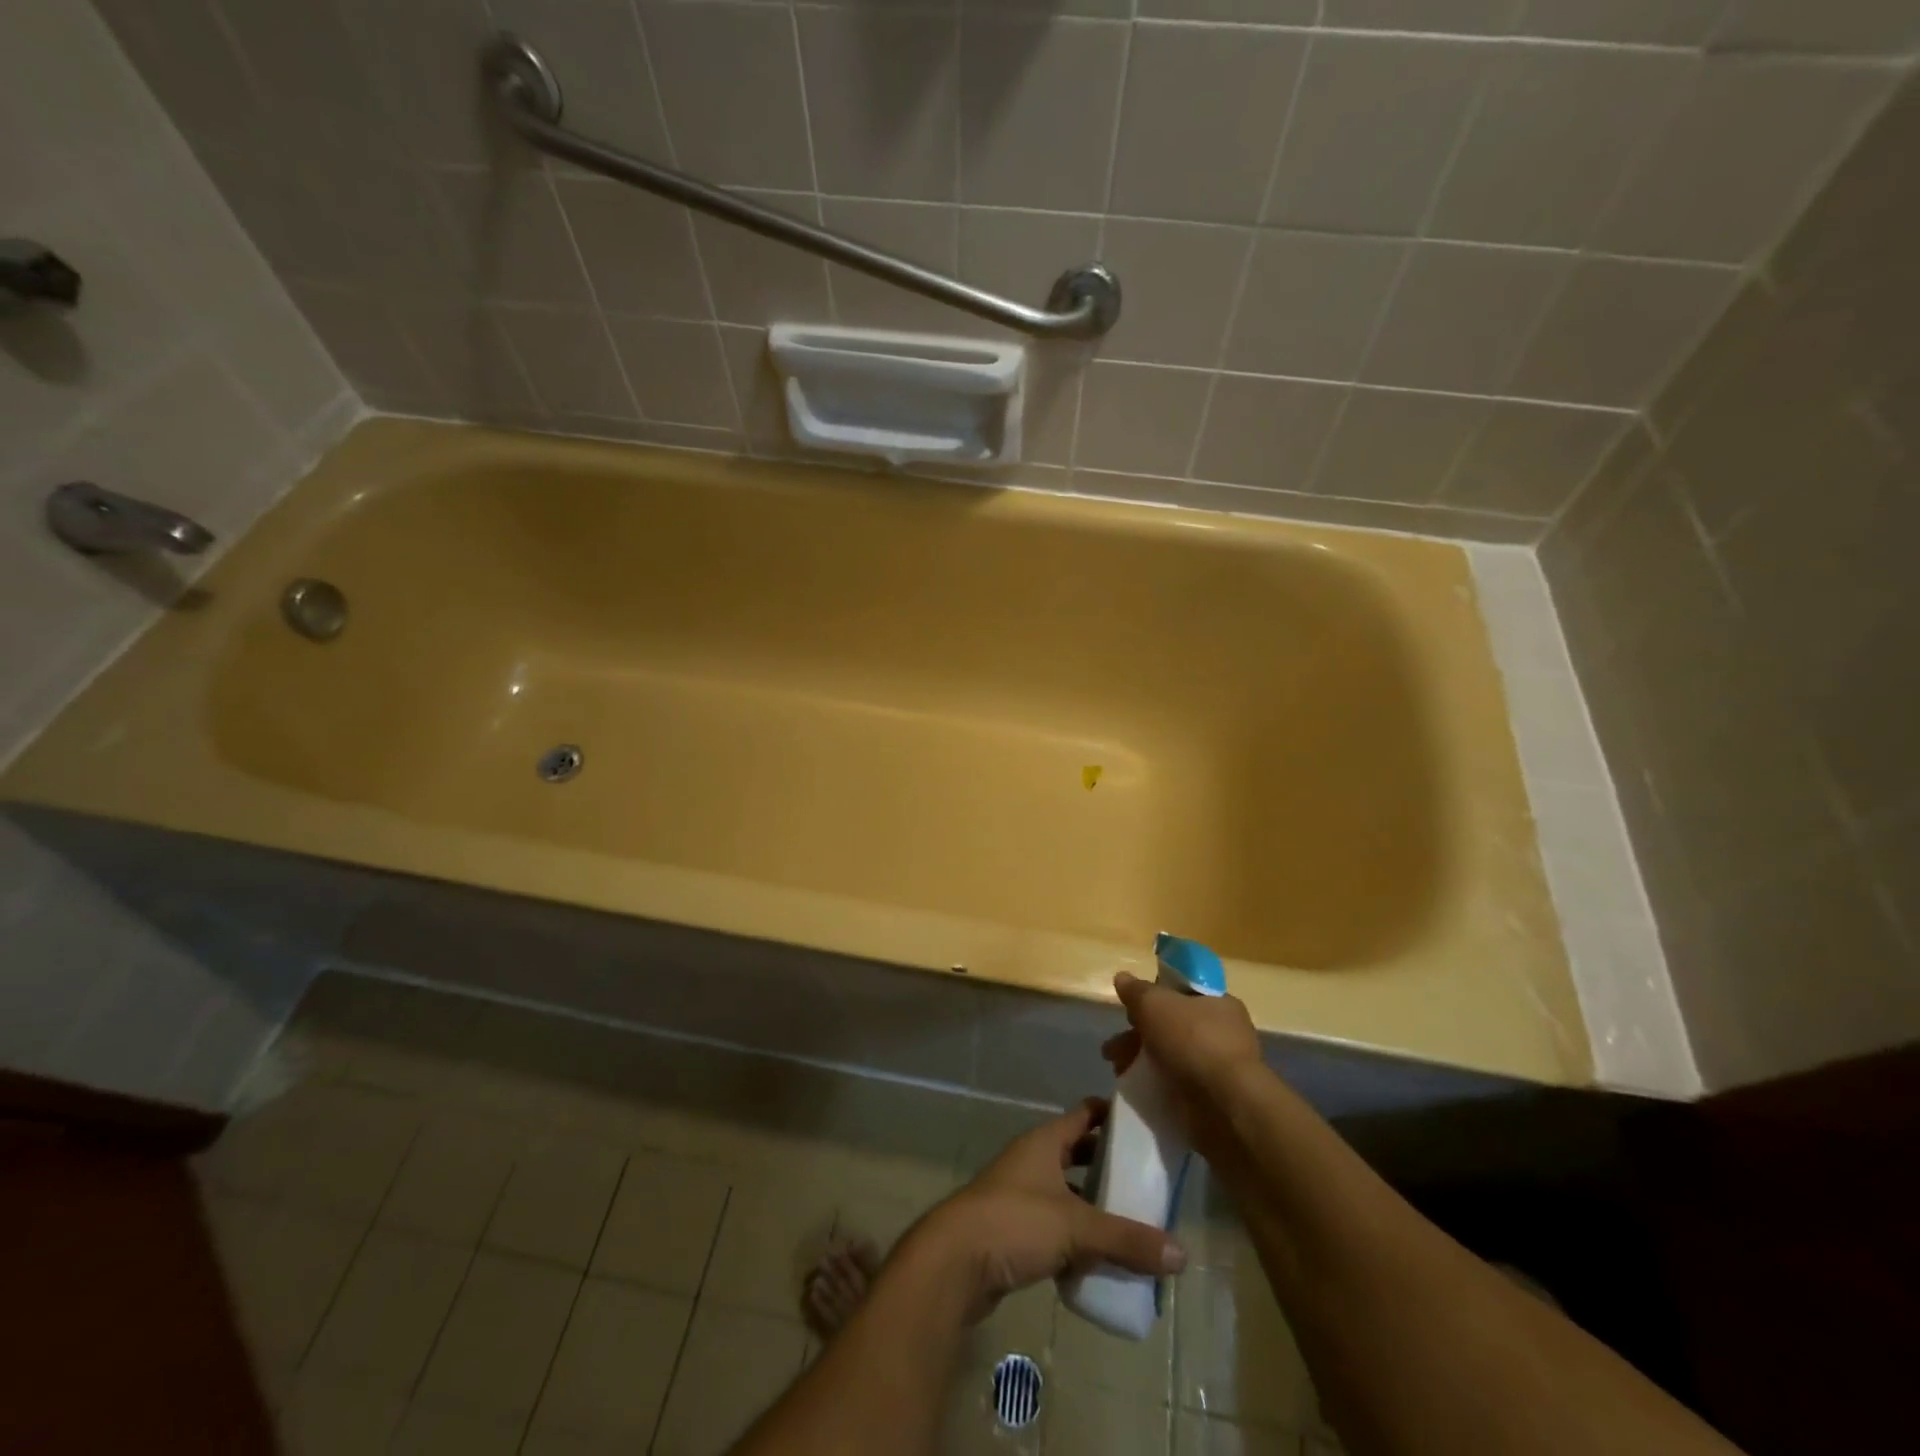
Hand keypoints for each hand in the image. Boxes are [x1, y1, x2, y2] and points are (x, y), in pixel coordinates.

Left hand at [902, 1099, 1186, 1324]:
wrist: (954, 1262)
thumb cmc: (1015, 1223)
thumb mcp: (1076, 1227)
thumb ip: (1127, 1239)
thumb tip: (1181, 1254)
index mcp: (1045, 1142)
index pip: (1085, 1114)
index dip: (1114, 1115)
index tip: (1148, 1124)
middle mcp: (1033, 1161)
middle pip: (1078, 1154)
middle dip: (1110, 1166)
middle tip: (1149, 1181)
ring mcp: (1021, 1195)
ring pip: (1067, 1193)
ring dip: (1094, 1207)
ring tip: (1134, 1224)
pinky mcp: (1014, 1232)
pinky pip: (1055, 1227)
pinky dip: (1077, 1239)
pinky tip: (1101, 1261)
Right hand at [1104, 972, 1264, 1161]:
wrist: (1225, 1105)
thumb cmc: (1192, 1040)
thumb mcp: (1155, 1004)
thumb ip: (1136, 991)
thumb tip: (1123, 978)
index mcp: (1219, 1003)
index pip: (1183, 992)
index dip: (1155, 996)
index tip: (1132, 1008)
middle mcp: (1223, 1032)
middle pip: (1172, 1025)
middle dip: (1138, 1033)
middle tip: (1114, 1046)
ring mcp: (1219, 1067)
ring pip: (1171, 1055)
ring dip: (1141, 1059)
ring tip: (1116, 1067)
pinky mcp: (1213, 1098)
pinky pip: (1177, 1083)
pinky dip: (1155, 1083)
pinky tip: (1135, 1086)